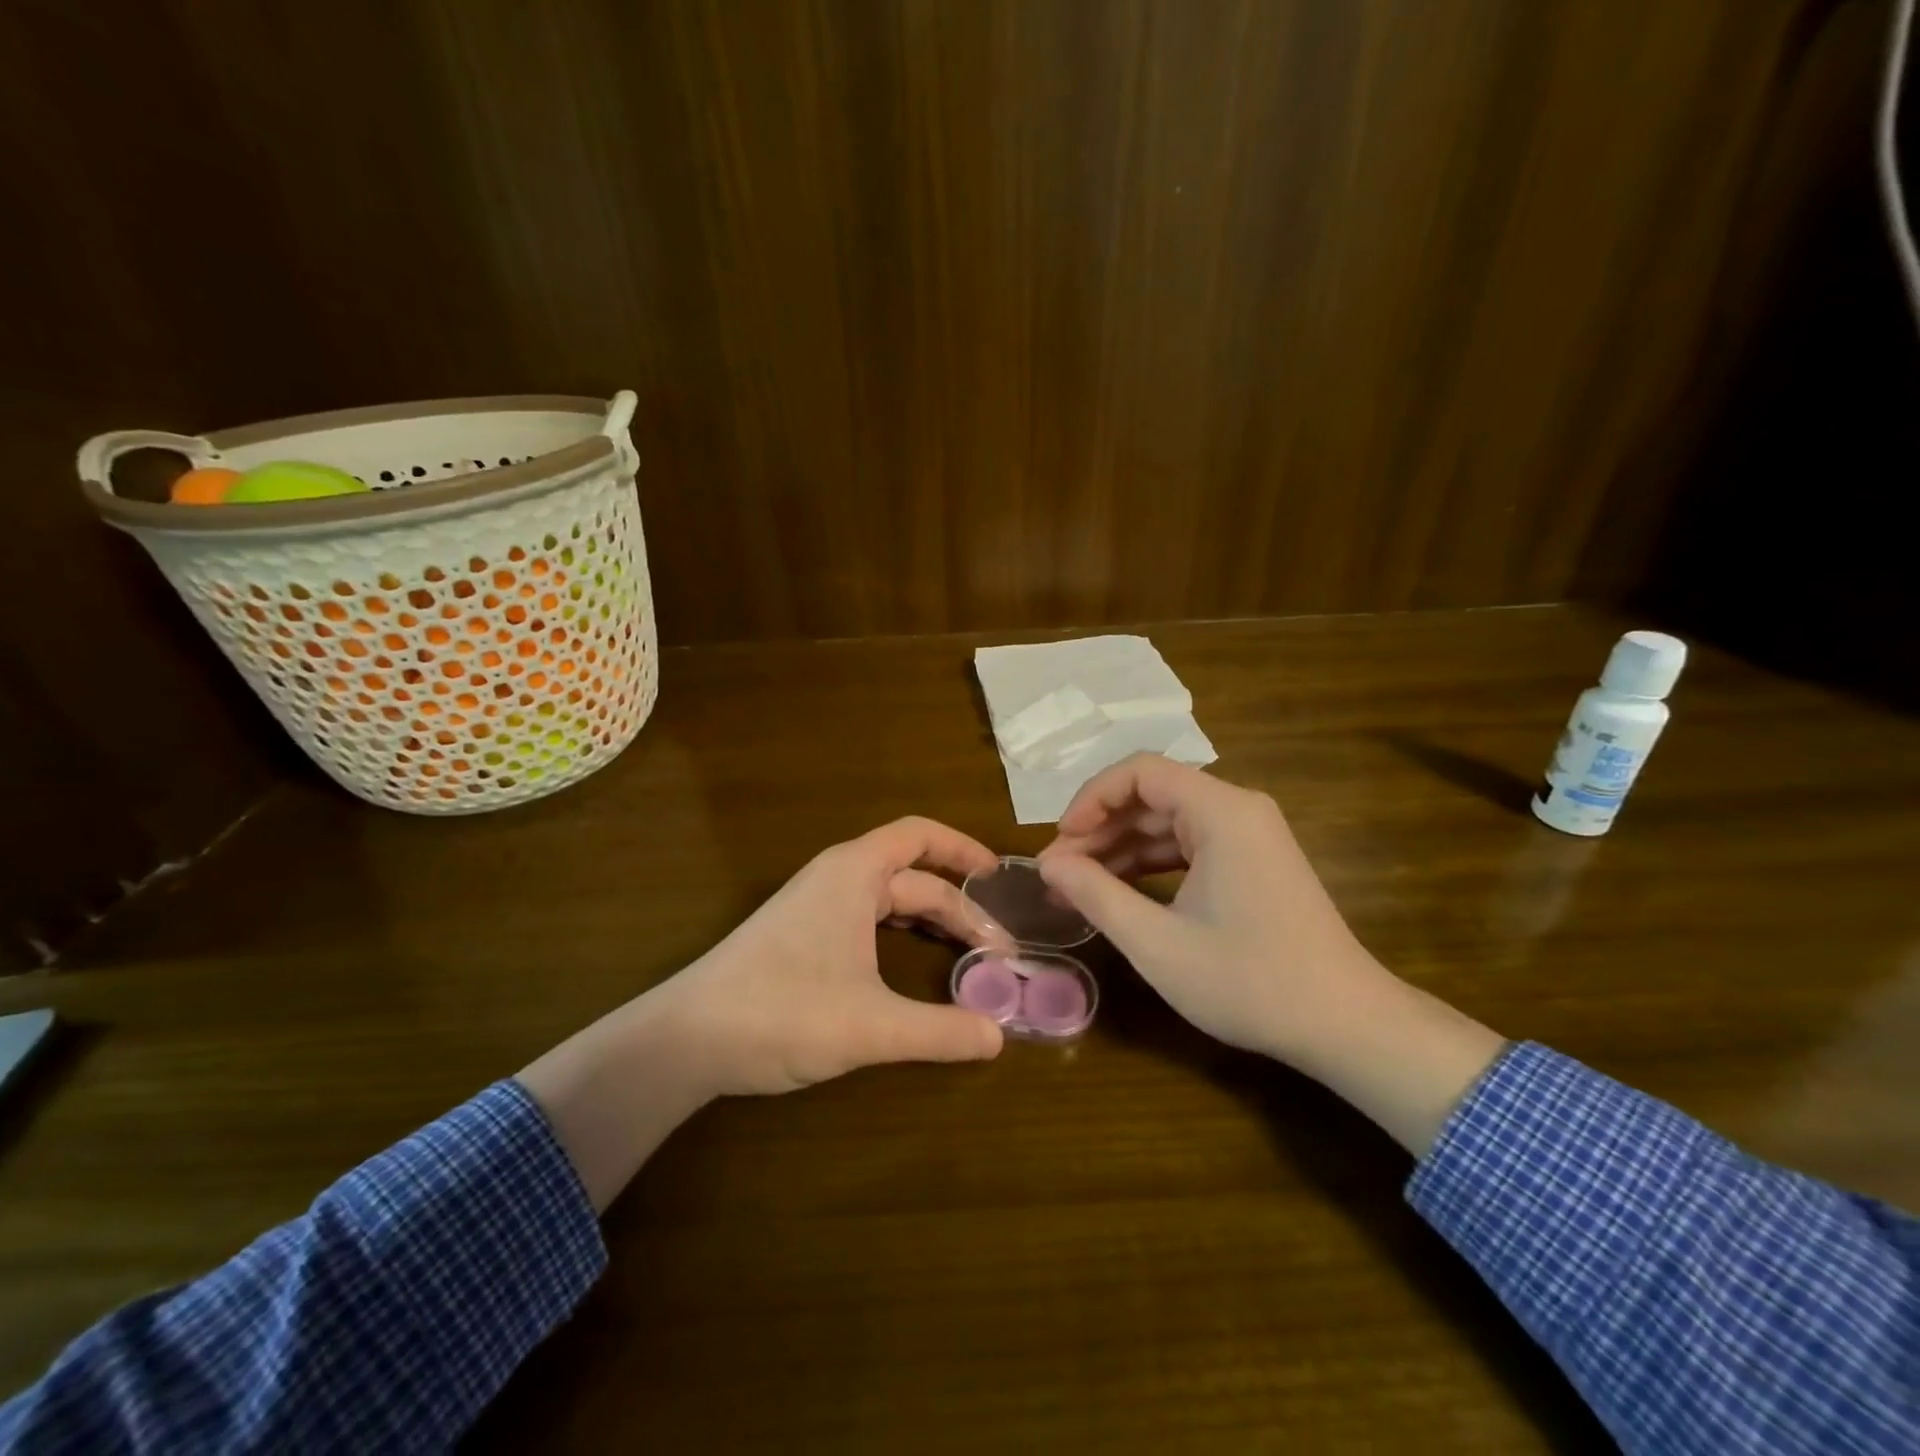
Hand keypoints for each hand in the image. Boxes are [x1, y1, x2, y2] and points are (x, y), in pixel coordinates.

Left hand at [654, 817, 1006, 1095]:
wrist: (685, 1039)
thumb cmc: (782, 1012)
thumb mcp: (871, 1025)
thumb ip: (940, 1031)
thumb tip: (999, 1039)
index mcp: (854, 873)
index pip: (920, 836)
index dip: (964, 849)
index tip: (999, 878)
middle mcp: (837, 879)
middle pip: (913, 877)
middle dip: (959, 908)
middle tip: (999, 950)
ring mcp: (816, 907)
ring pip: (890, 901)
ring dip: (932, 922)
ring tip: (970, 955)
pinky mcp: (802, 936)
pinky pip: (867, 921)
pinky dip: (902, 935)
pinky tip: (915, 966)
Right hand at [1036, 753, 1381, 1065]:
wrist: (1346, 1025)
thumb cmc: (1249, 982)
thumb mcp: (1157, 943)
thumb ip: (1095, 894)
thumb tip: (1048, 863)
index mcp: (1221, 812)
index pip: (1139, 772)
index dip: (1091, 799)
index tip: (1060, 842)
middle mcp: (1238, 809)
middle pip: (1152, 795)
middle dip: (1100, 829)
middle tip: (1058, 873)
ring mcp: (1249, 835)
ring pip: (1168, 822)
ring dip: (1120, 848)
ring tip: (1077, 886)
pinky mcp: (1253, 861)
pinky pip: (1189, 844)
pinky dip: (1150, 863)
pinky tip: (1119, 892)